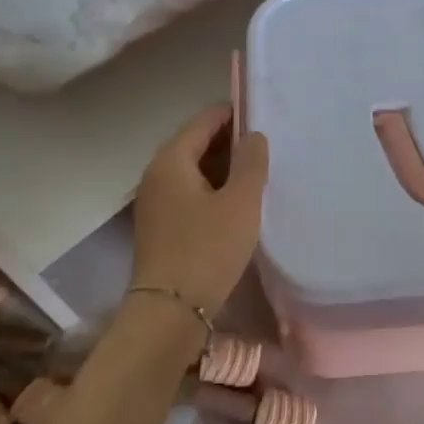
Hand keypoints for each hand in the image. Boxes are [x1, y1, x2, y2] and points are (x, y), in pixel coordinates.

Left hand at [131, 103, 269, 314]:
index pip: (204, 120)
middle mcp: (156, 174)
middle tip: (268, 145)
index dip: (234, 113)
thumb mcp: (240, 202)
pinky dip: (213, 189)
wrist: (169, 311)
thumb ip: (250, 162)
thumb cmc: (207, 250)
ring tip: (259, 172)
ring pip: (194, 170)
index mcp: (171, 160)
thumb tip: (253, 135)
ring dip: (223, 168)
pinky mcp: (160, 225)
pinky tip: (237, 202)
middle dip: (231, 141)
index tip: (265, 115)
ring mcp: (155, 201)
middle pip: (196, 143)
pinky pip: (189, 193)